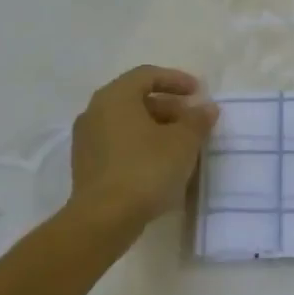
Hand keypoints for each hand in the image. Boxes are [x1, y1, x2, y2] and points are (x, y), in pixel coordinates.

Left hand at [66, 66, 216, 223]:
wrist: (104, 219)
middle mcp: (95, 112)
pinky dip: (141, 144)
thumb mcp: (183, 142)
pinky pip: (118, 143)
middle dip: (168, 106)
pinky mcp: (86, 165)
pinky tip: (161, 163)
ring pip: (127, 122)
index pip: (147, 75)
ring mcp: (87, 140)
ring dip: (156, 127)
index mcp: (115, 97)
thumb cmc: (146, 169)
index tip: (199, 92)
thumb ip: (197, 120)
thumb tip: (206, 108)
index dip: (176, 80)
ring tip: (182, 144)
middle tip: (193, 121)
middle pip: (136, 99)